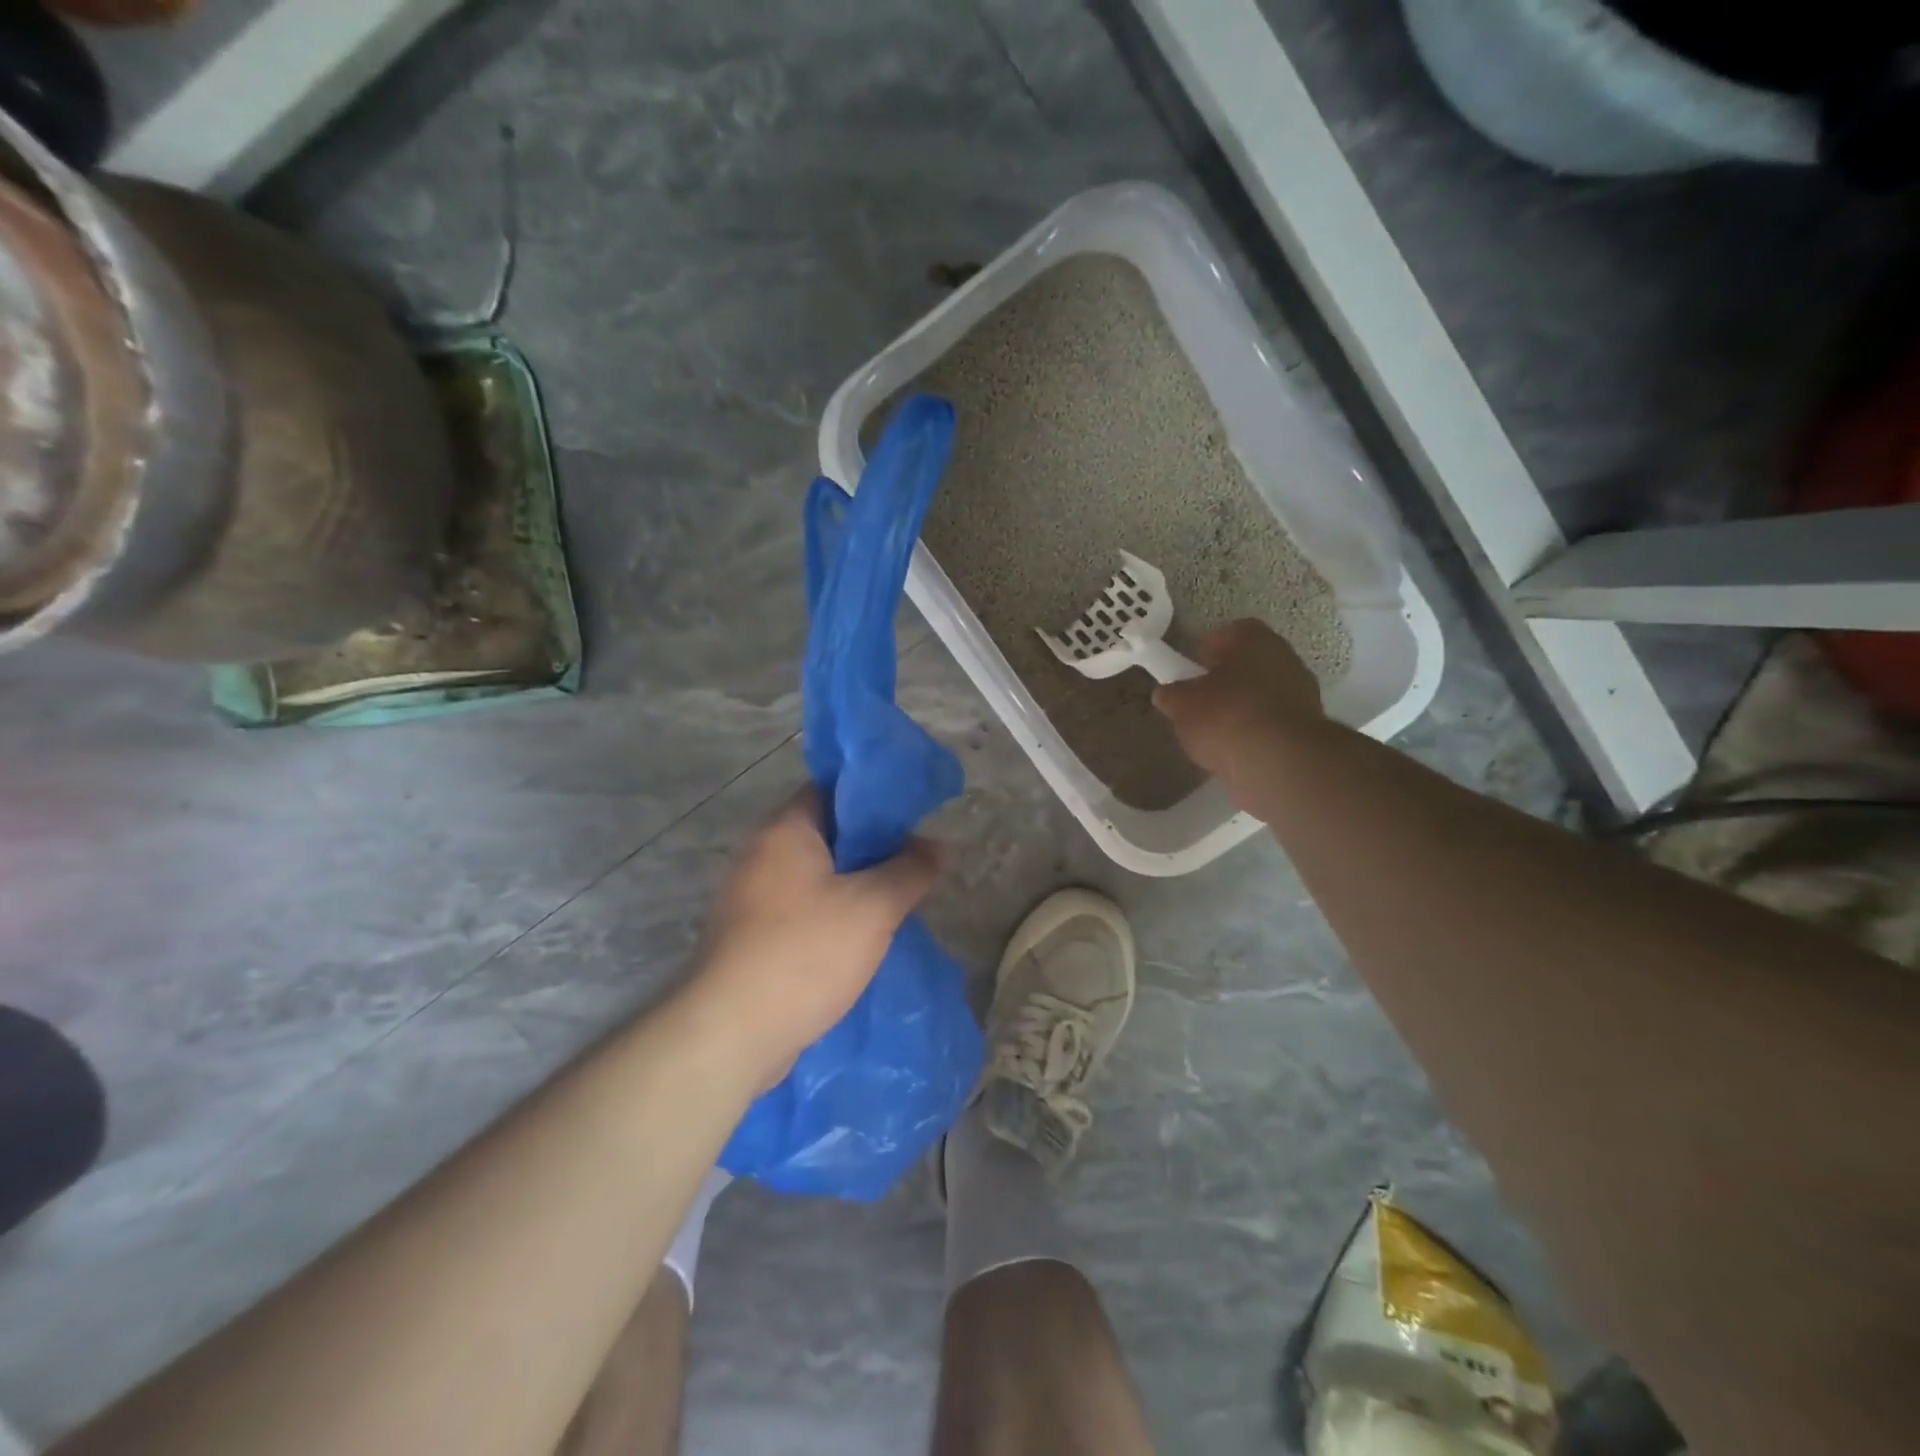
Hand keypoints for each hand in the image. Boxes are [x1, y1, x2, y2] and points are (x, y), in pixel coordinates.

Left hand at [688, 788, 940, 1082]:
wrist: (729, 1034)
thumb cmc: (805, 953)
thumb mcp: (873, 907)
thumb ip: (910, 870)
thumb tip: (936, 846)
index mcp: (785, 830)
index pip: (831, 789)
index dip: (872, 798)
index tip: (910, 819)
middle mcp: (761, 853)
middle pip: (825, 833)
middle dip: (870, 848)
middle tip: (910, 865)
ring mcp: (750, 897)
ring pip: (814, 876)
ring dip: (852, 886)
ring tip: (893, 904)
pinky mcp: (749, 936)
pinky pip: (800, 910)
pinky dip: (830, 916)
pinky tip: (859, 940)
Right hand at [1152, 619, 1327, 815]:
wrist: (1278, 762)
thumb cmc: (1225, 717)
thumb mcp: (1182, 705)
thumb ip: (1172, 695)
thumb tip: (1166, 693)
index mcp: (1255, 640)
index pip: (1230, 633)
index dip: (1208, 649)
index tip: (1192, 670)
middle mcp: (1285, 658)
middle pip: (1250, 663)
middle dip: (1226, 680)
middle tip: (1201, 700)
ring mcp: (1302, 693)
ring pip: (1263, 693)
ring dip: (1243, 707)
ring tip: (1216, 731)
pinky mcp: (1307, 728)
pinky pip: (1273, 722)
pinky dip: (1256, 732)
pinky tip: (1236, 750)